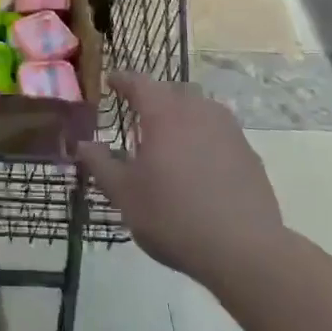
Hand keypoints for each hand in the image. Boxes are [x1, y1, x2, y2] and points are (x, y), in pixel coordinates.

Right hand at [74, 73, 282, 292]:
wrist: (244, 250)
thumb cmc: (173, 216)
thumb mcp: (124, 194)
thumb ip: (100, 164)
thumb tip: (82, 144)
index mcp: (164, 114)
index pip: (139, 82)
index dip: (122, 80)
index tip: (110, 82)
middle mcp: (198, 111)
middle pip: (172, 91)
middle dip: (153, 96)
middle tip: (137, 114)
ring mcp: (228, 130)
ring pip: (200, 107)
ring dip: (182, 114)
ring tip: (169, 137)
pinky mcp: (248, 153)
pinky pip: (220, 131)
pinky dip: (204, 136)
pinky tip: (198, 163)